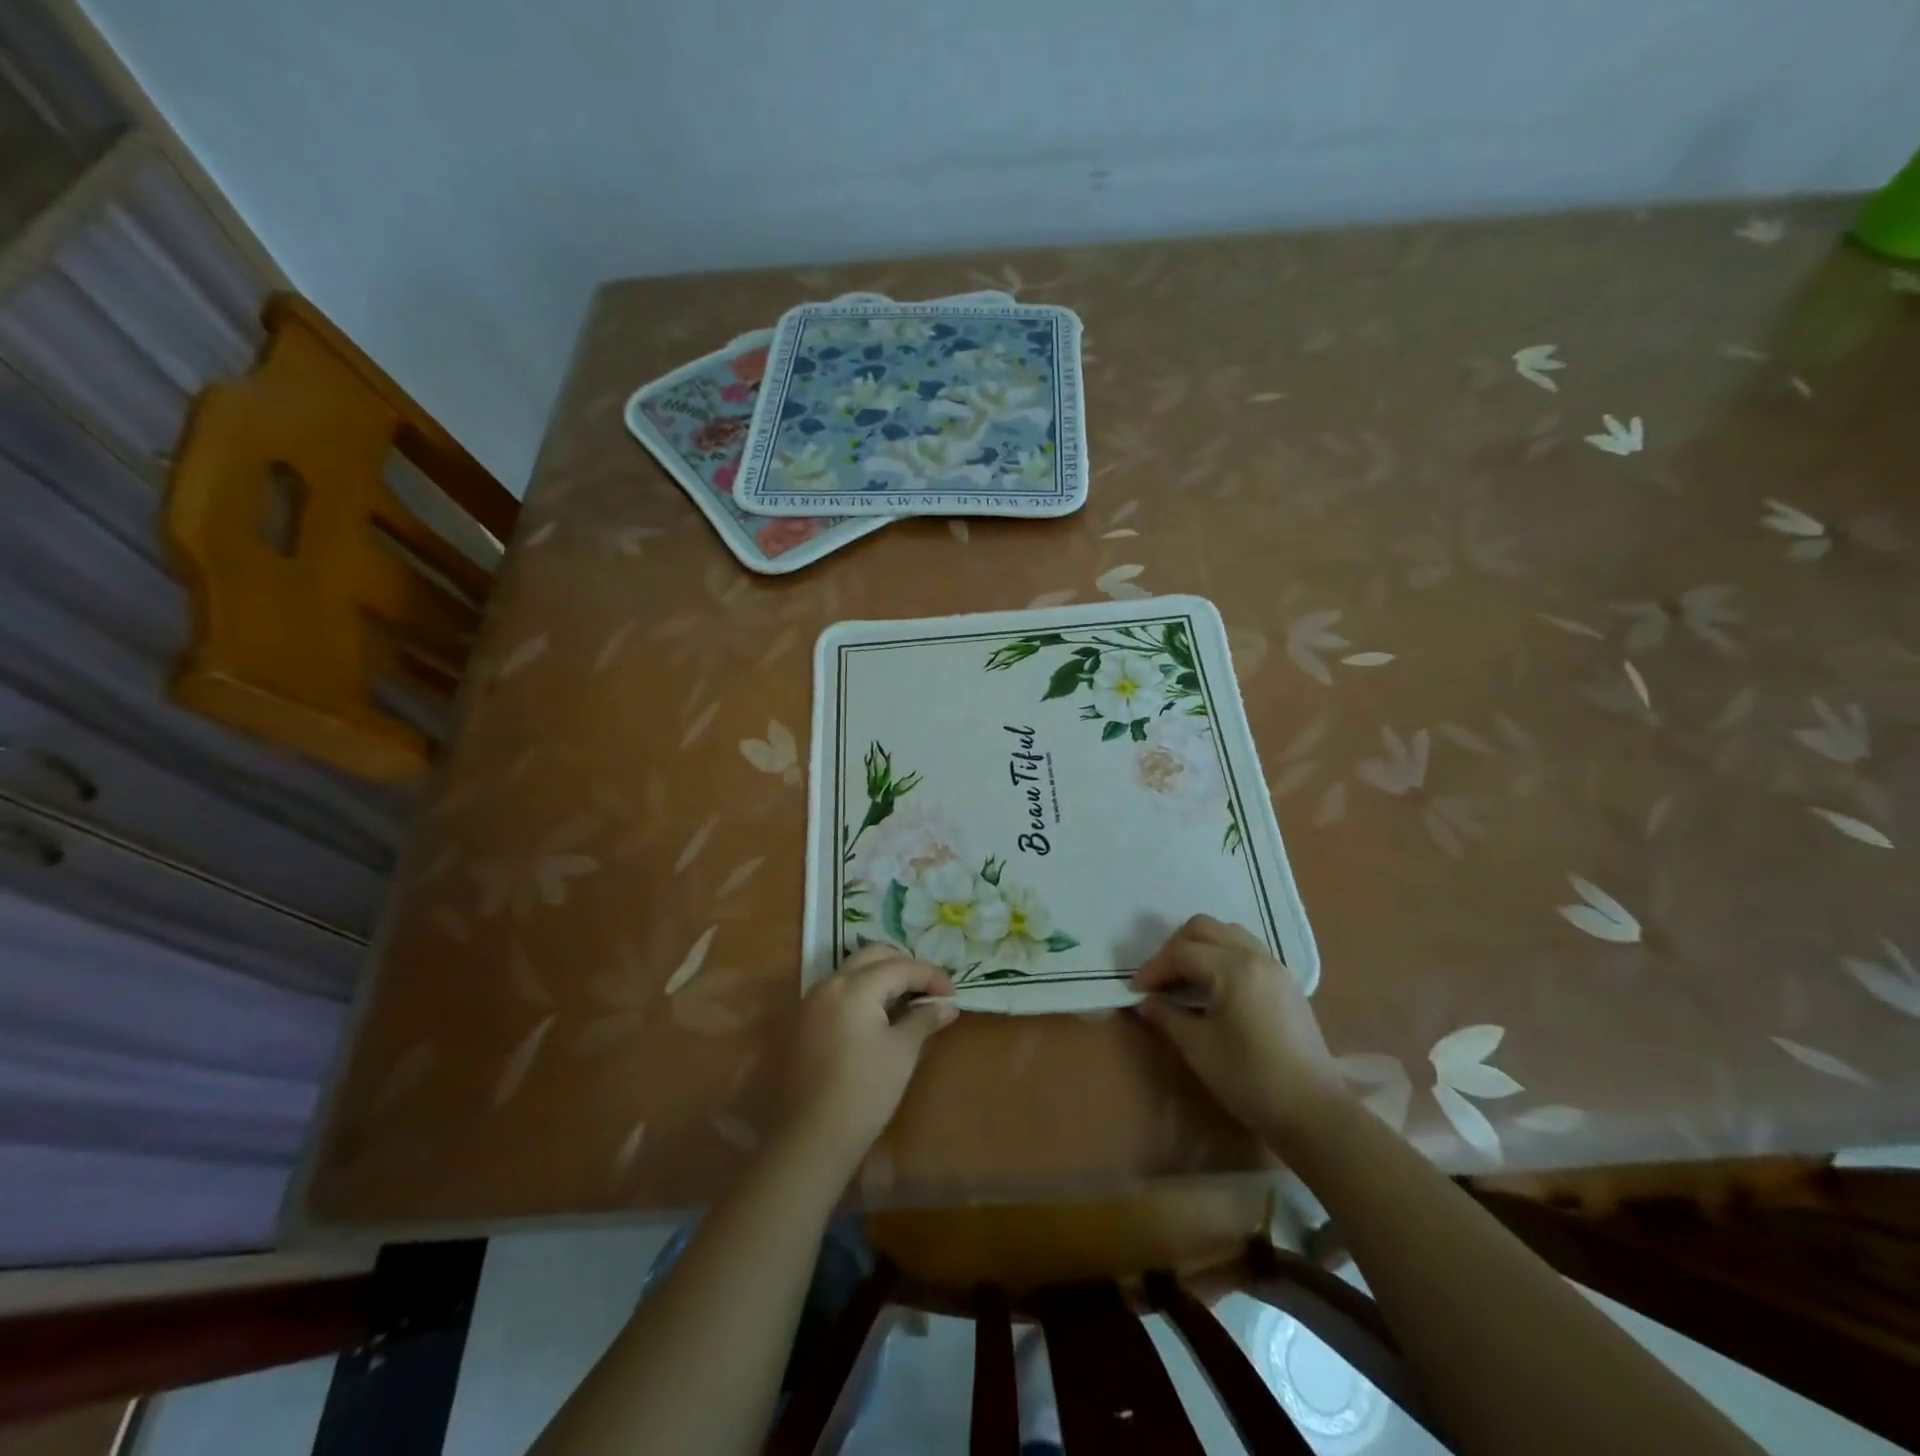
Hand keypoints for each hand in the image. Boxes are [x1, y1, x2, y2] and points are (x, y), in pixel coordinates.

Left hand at [781, 947, 957, 1165]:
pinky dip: (863, 992)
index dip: (931, 976)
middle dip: (905, 966)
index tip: (953, 993)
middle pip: (873, 957)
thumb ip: (924, 1019)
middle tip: (930, 988)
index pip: (900, 967)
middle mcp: (828, 984)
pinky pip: (839, 991)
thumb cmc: (864, 1092)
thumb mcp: (902, 1052)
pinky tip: (880, 1015)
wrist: (810, 1139)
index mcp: (853, 987)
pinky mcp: (803, 1022)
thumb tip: (947, 1005)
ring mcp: (811, 1002)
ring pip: (853, 971)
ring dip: (882, 977)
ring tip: (908, 999)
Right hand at [1132, 915, 1348, 1147]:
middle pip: (1204, 928)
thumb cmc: (1250, 1079)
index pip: (1182, 953)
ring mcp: (1275, 967)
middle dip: (1175, 948)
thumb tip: (1145, 1002)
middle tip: (1159, 979)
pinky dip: (1222, 955)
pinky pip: (1246, 950)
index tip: (1136, 991)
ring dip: (1200, 947)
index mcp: (1233, 968)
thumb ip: (1167, 1016)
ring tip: (1184, 978)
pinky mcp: (1286, 983)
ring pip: (1228, 934)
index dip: (1154, 968)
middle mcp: (1255, 956)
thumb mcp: (1198, 1048)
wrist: (1313, 1112)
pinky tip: (1213, 987)